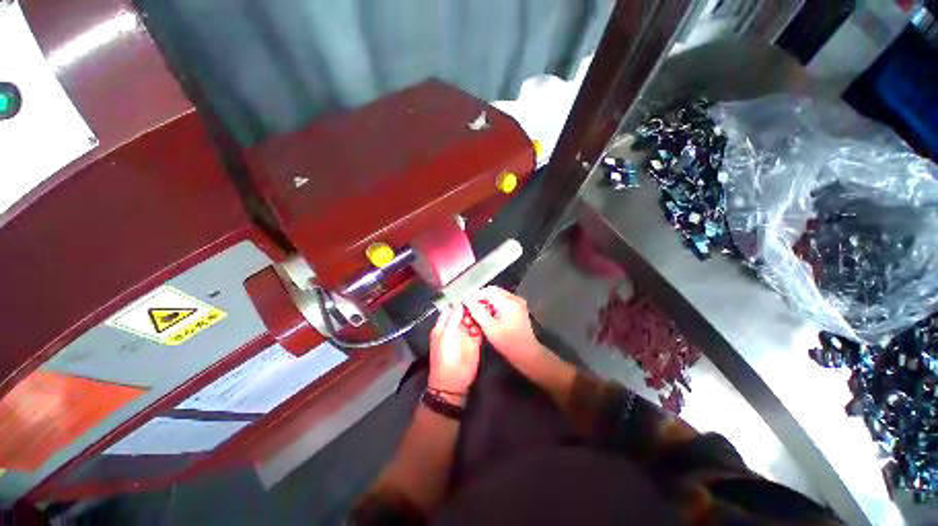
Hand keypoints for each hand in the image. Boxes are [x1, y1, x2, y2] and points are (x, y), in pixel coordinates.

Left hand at [428, 305, 481, 399]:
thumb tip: (461, 304)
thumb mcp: (446, 336)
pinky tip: (488, 319)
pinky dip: (483, 324)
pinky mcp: (475, 341)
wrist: (453, 382)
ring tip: (487, 308)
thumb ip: (453, 319)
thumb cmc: (446, 358)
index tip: (473, 294)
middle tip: (483, 301)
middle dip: (472, 307)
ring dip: (479, 315)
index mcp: (444, 326)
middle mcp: (455, 327)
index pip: (453, 309)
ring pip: (473, 319)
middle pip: (464, 313)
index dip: (461, 302)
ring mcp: (466, 334)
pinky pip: (479, 329)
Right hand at [464, 286, 544, 369]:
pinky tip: (487, 319)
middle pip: (491, 292)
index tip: (465, 306)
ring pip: (496, 297)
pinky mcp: (517, 308)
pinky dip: (492, 308)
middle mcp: (514, 299)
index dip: (474, 297)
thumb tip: (466, 299)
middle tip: (470, 312)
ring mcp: (517, 303)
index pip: (487, 291)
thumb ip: (477, 311)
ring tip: (477, 318)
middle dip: (479, 301)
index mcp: (509, 302)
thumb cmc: (509, 344)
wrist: (527, 354)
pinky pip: (501, 302)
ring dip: (485, 305)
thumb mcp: (489, 328)